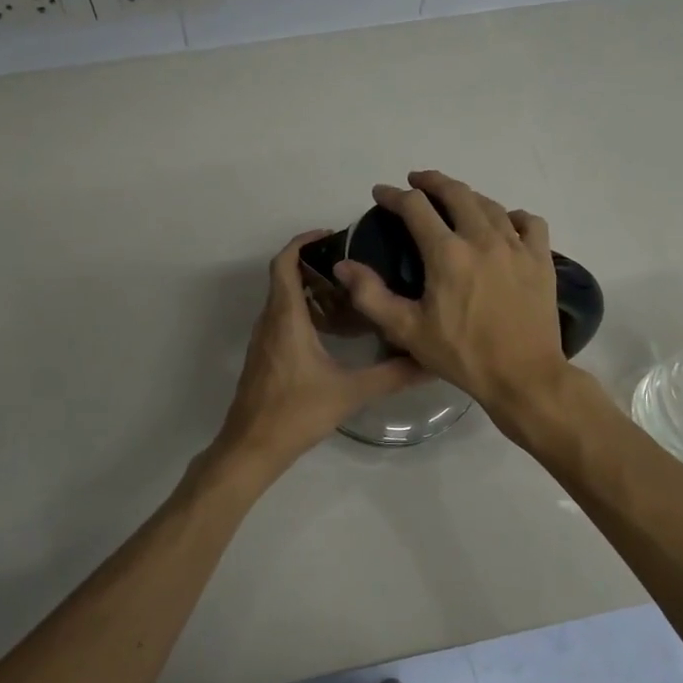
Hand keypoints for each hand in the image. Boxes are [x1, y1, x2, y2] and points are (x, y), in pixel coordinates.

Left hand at [216, 231, 427, 468]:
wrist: (252, 447)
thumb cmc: (296, 413)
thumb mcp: (350, 392)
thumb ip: (392, 375)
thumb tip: (429, 362)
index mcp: (286, 318)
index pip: (284, 263)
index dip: (302, 242)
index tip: (331, 235)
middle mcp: (270, 321)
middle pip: (285, 278)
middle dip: (315, 265)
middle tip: (353, 266)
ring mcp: (264, 340)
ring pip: (284, 300)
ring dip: (310, 290)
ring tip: (350, 295)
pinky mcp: (265, 357)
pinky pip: (282, 320)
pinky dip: (304, 312)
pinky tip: (333, 332)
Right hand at [334, 171, 567, 420]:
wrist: (524, 376)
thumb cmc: (462, 355)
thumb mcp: (407, 331)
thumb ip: (371, 296)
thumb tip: (343, 265)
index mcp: (446, 253)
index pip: (415, 207)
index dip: (394, 195)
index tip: (380, 193)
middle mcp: (482, 239)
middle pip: (456, 193)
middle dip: (432, 181)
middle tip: (416, 181)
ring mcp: (517, 246)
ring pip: (491, 204)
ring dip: (467, 196)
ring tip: (454, 199)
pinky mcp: (541, 260)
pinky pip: (529, 223)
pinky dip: (513, 216)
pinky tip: (506, 223)